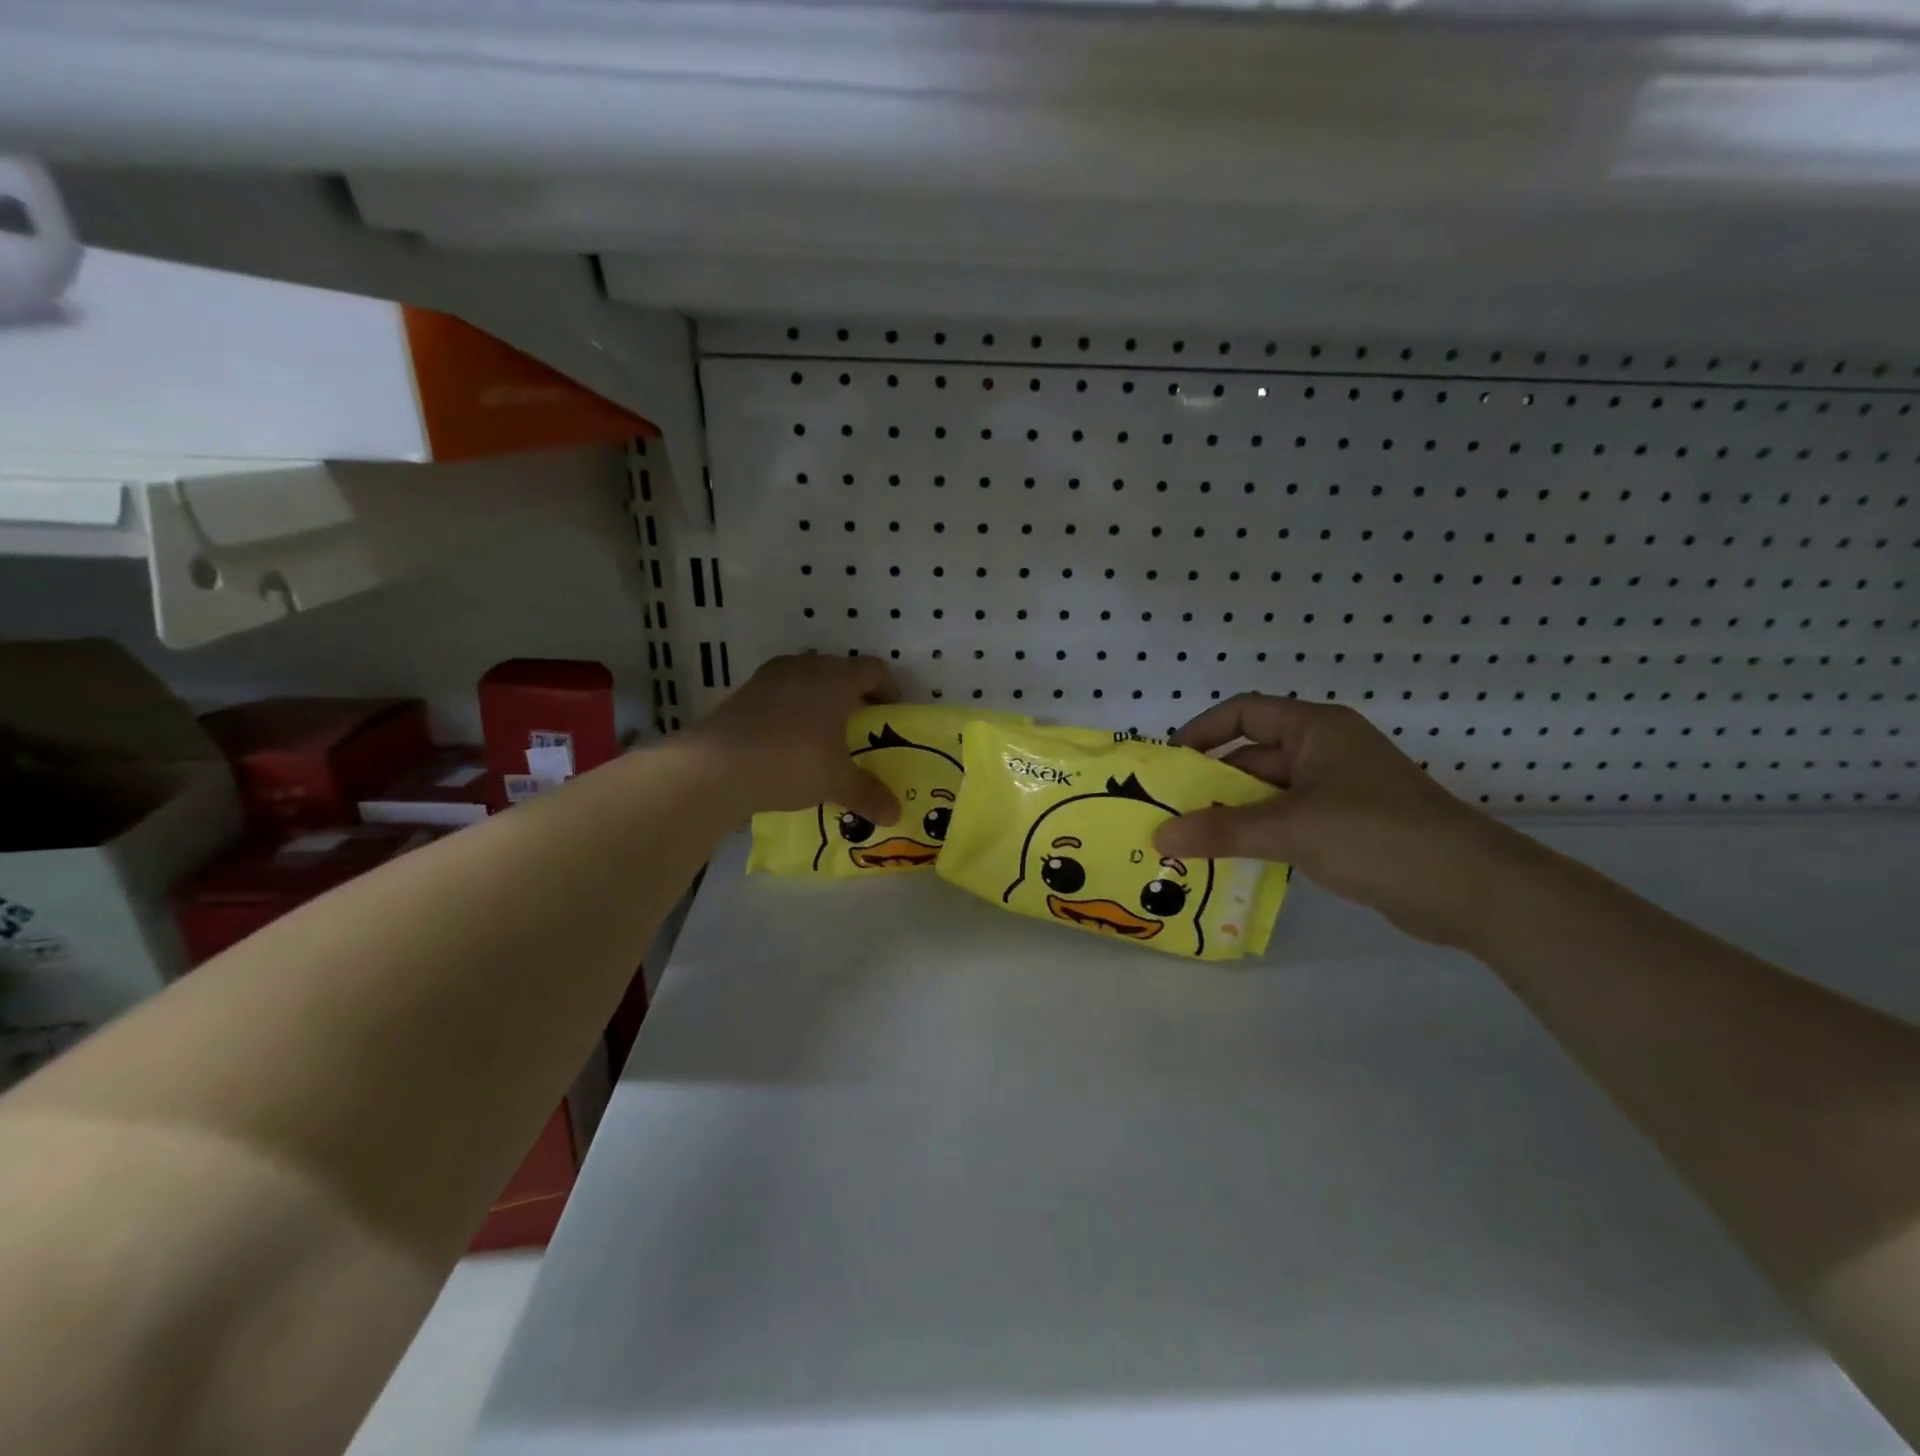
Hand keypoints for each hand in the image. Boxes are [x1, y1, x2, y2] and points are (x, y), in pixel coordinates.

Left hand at [691, 653, 901, 825]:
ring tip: (824, 734)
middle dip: (852, 695)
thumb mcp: (837, 782)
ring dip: (818, 701)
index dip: (888, 689)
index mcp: (836, 678)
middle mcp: (805, 667)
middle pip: (838, 671)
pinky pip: (779, 696)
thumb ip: (868, 793)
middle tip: (860, 725)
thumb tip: (895, 814)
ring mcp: (770, 677)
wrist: (718, 766)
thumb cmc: (793, 761)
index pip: (874, 669)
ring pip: (806, 681)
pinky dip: (790, 712)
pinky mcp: (743, 694)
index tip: (892, 713)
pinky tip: (788, 742)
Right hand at [1151, 694, 1528, 946]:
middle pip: (1253, 755)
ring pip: (1269, 793)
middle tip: (1169, 812)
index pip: (1245, 713)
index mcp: (1316, 730)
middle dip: (1211, 783)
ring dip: (1233, 814)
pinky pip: (1289, 821)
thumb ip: (1222, 831)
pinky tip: (1231, 859)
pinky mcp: (1348, 826)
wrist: (1471, 888)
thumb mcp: (1292, 829)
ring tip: (1189, 841)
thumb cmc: (1376, 835)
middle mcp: (1325, 751)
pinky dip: (1259, 835)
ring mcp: (1339, 790)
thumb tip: (1159, 837)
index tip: (1169, 763)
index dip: (1203, 731)